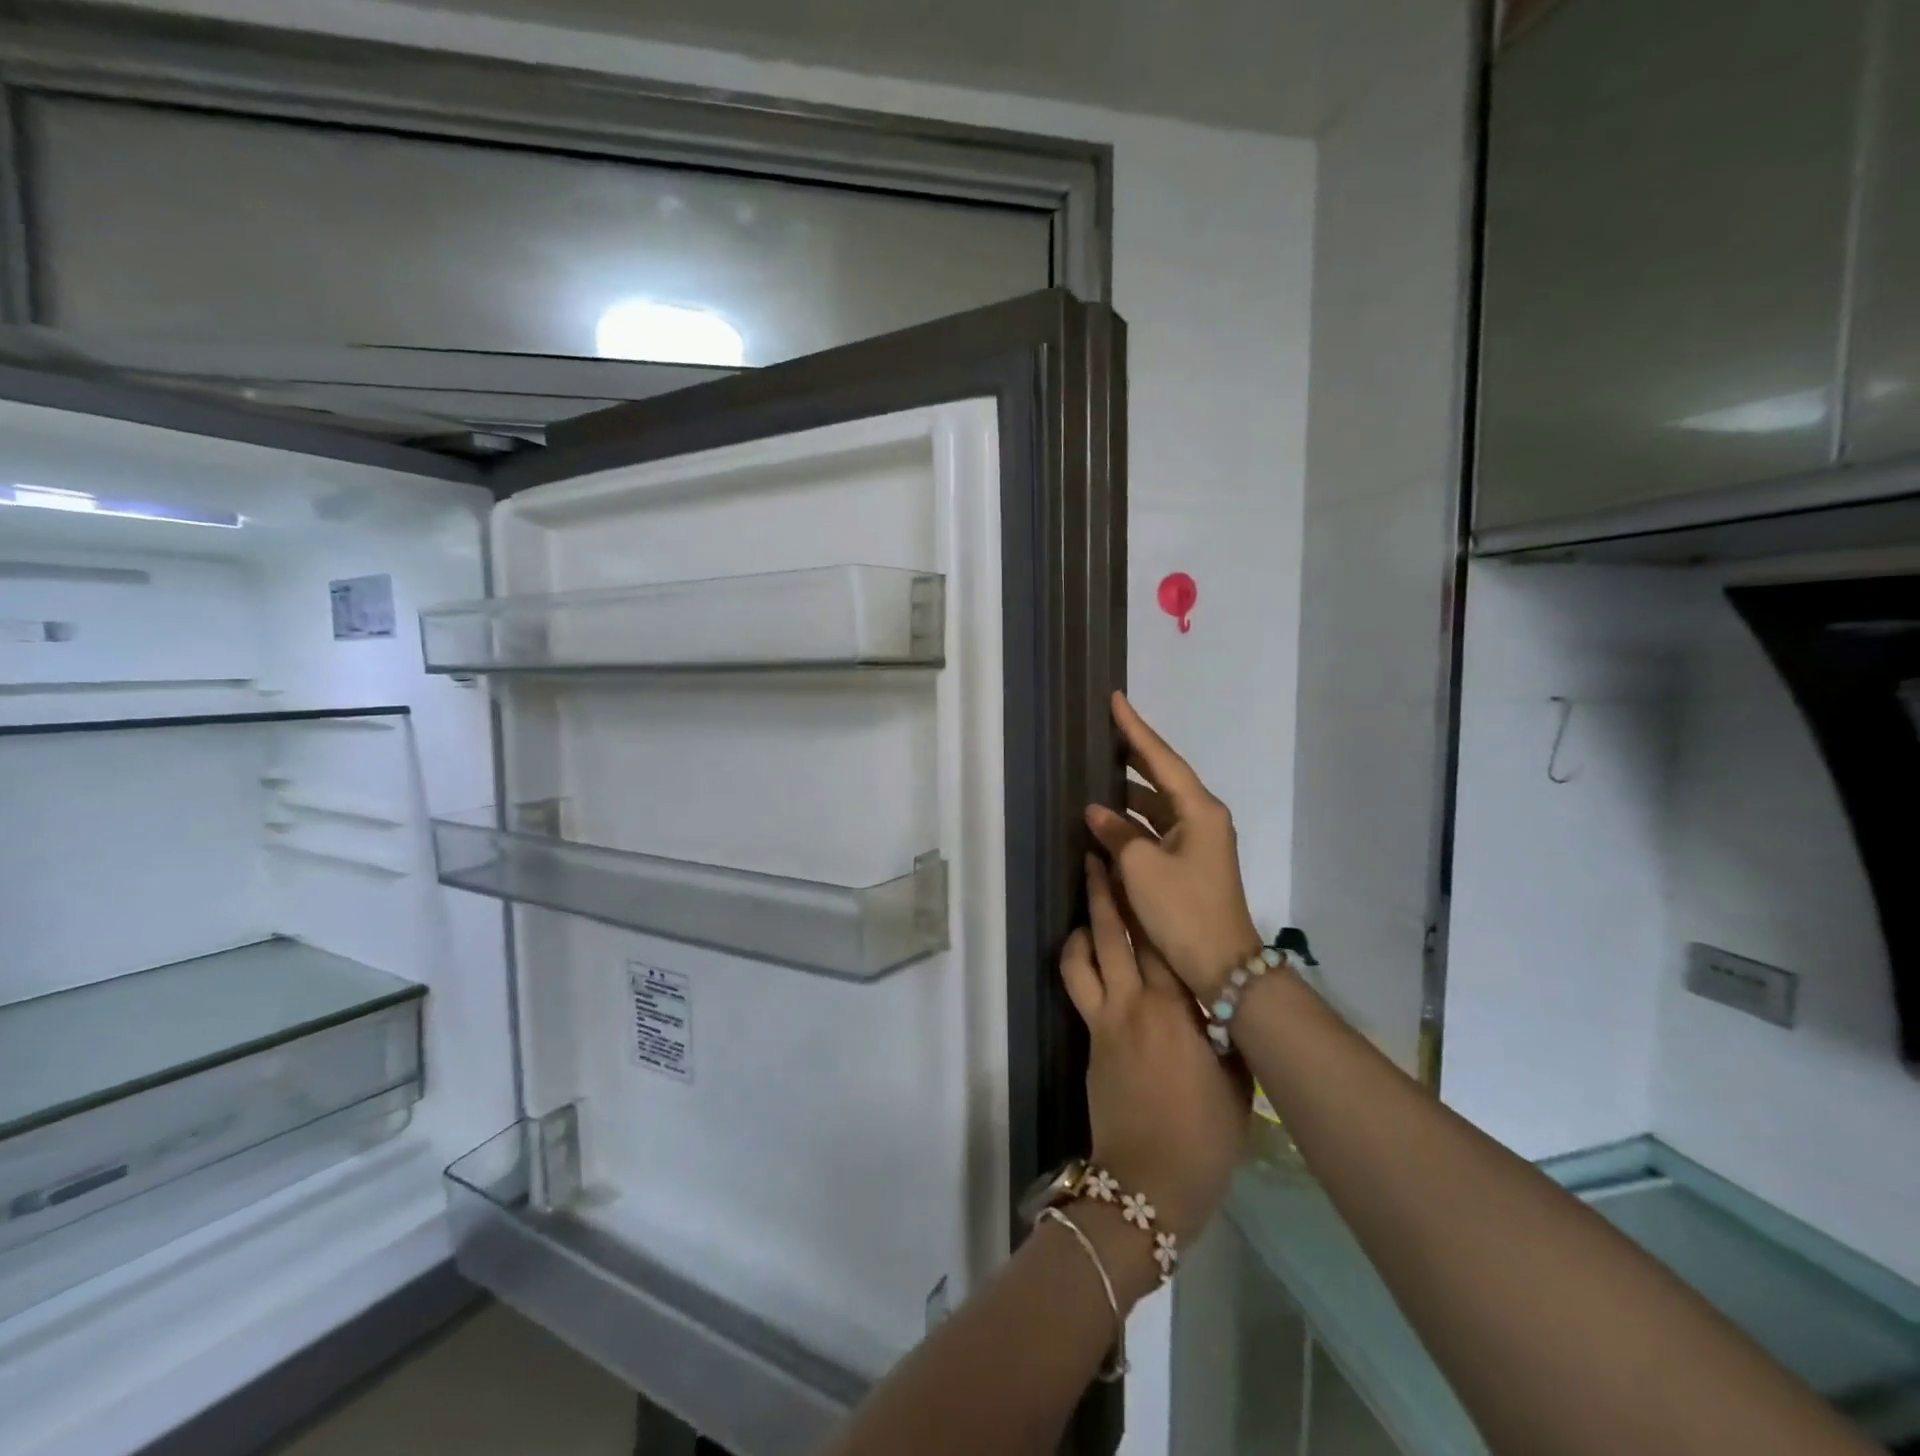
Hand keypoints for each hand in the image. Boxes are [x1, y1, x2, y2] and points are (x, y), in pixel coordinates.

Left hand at [1061, 856, 1249, 1246]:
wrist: (1148, 1183)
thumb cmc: (1204, 1137)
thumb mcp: (1236, 1083)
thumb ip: (1226, 1033)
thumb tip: (1222, 1003)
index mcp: (1177, 1009)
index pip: (1162, 941)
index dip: (1151, 901)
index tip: (1144, 867)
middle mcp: (1135, 1002)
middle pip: (1117, 935)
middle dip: (1106, 893)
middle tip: (1098, 857)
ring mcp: (1105, 1019)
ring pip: (1086, 956)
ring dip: (1084, 921)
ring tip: (1086, 897)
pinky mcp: (1089, 1038)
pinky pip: (1079, 986)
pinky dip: (1079, 959)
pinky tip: (1085, 948)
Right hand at [1085, 692, 1261, 999]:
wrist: (1221, 964)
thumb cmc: (1183, 910)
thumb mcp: (1141, 869)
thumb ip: (1116, 833)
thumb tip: (1096, 813)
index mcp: (1198, 810)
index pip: (1161, 758)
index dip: (1136, 729)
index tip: (1116, 700)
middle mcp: (1202, 818)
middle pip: (1162, 776)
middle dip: (1133, 755)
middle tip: (1103, 731)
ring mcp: (1198, 841)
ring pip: (1157, 805)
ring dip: (1128, 794)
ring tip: (1095, 776)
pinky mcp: (1190, 863)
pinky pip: (1157, 829)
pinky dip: (1133, 823)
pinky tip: (1108, 821)